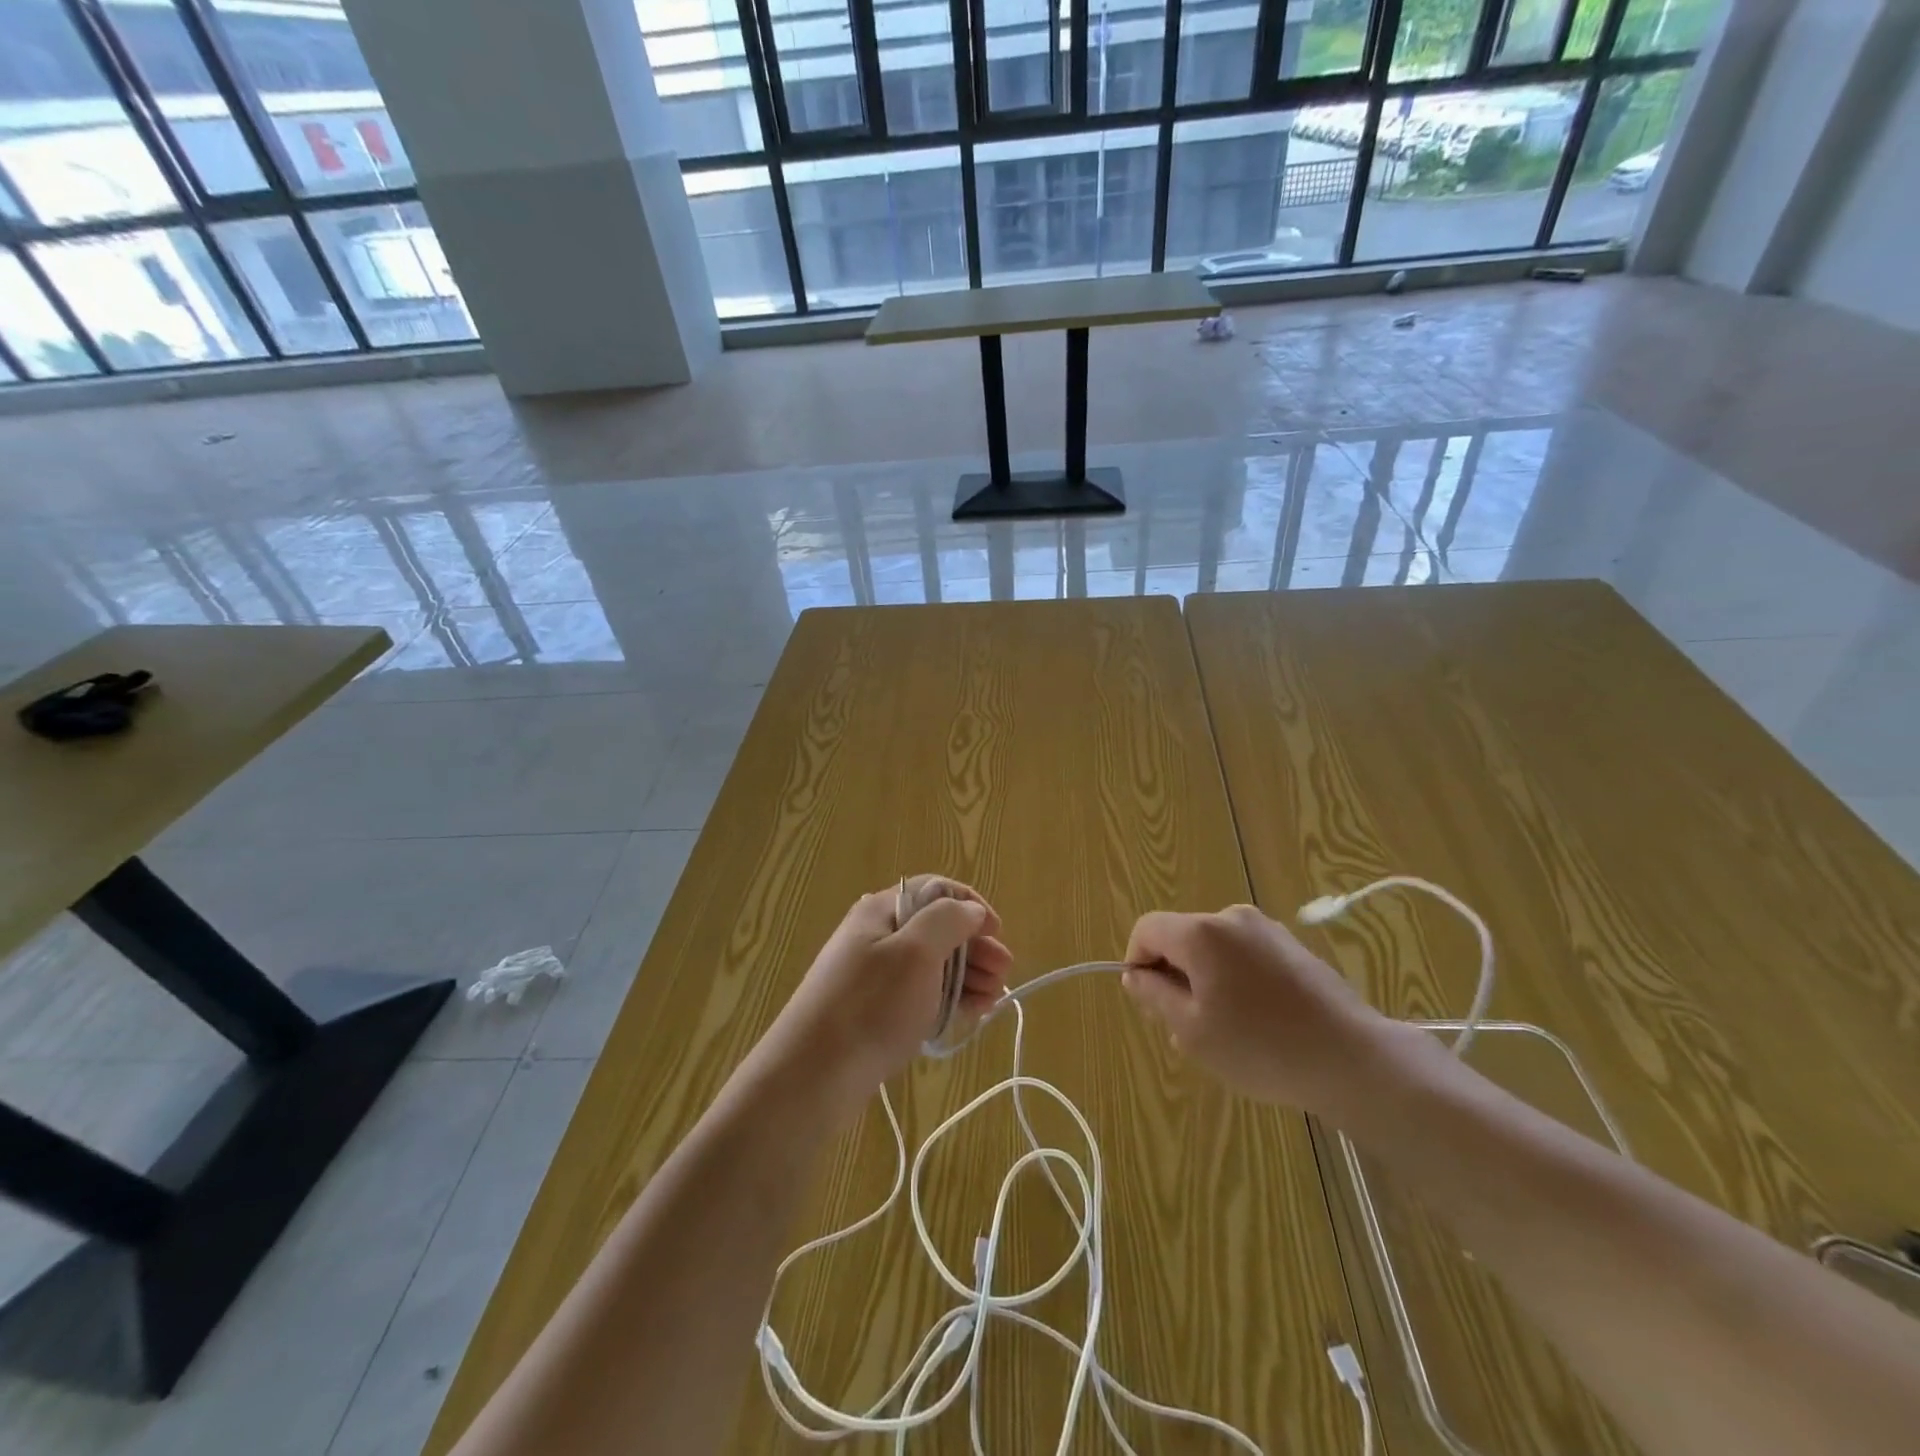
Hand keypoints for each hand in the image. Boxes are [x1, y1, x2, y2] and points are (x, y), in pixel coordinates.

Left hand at [759, 876, 1012, 1116]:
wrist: (813, 1076)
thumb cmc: (870, 1006)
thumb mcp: (915, 952)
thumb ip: (947, 920)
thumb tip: (970, 909)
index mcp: (883, 910)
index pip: (936, 890)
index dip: (970, 906)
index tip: (997, 934)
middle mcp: (878, 934)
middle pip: (937, 928)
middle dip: (975, 947)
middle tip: (1003, 974)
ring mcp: (875, 975)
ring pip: (932, 965)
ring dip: (967, 976)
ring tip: (992, 1000)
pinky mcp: (876, 1010)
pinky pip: (920, 994)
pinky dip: (948, 1000)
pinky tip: (970, 1014)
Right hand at [1121, 904, 1391, 1113]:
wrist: (1352, 1060)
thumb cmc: (1261, 1047)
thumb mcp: (1191, 1030)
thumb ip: (1154, 995)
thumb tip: (1135, 974)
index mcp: (1201, 932)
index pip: (1147, 929)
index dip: (1137, 961)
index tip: (1151, 1002)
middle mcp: (1232, 917)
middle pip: (1181, 937)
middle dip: (1174, 976)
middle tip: (1189, 1028)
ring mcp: (1267, 929)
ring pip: (1214, 949)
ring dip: (1206, 981)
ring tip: (1227, 1031)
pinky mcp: (1293, 947)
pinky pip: (1245, 955)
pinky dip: (1237, 980)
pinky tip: (1258, 1022)